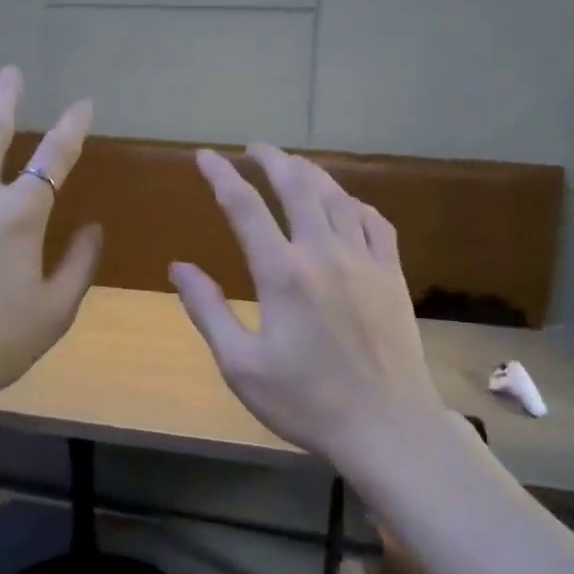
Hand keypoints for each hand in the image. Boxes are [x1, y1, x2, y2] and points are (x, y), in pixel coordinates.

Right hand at [171, 146, 443, 473]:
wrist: (386, 426)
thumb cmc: (305, 401)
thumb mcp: (241, 365)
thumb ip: (208, 311)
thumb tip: (179, 267)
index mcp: (283, 274)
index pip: (246, 208)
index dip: (222, 176)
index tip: (205, 157)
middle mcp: (325, 253)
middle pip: (298, 185)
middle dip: (272, 159)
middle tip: (253, 148)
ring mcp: (366, 261)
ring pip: (338, 197)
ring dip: (312, 174)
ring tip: (293, 166)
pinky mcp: (393, 276)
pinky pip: (376, 222)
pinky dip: (355, 204)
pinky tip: (347, 205)